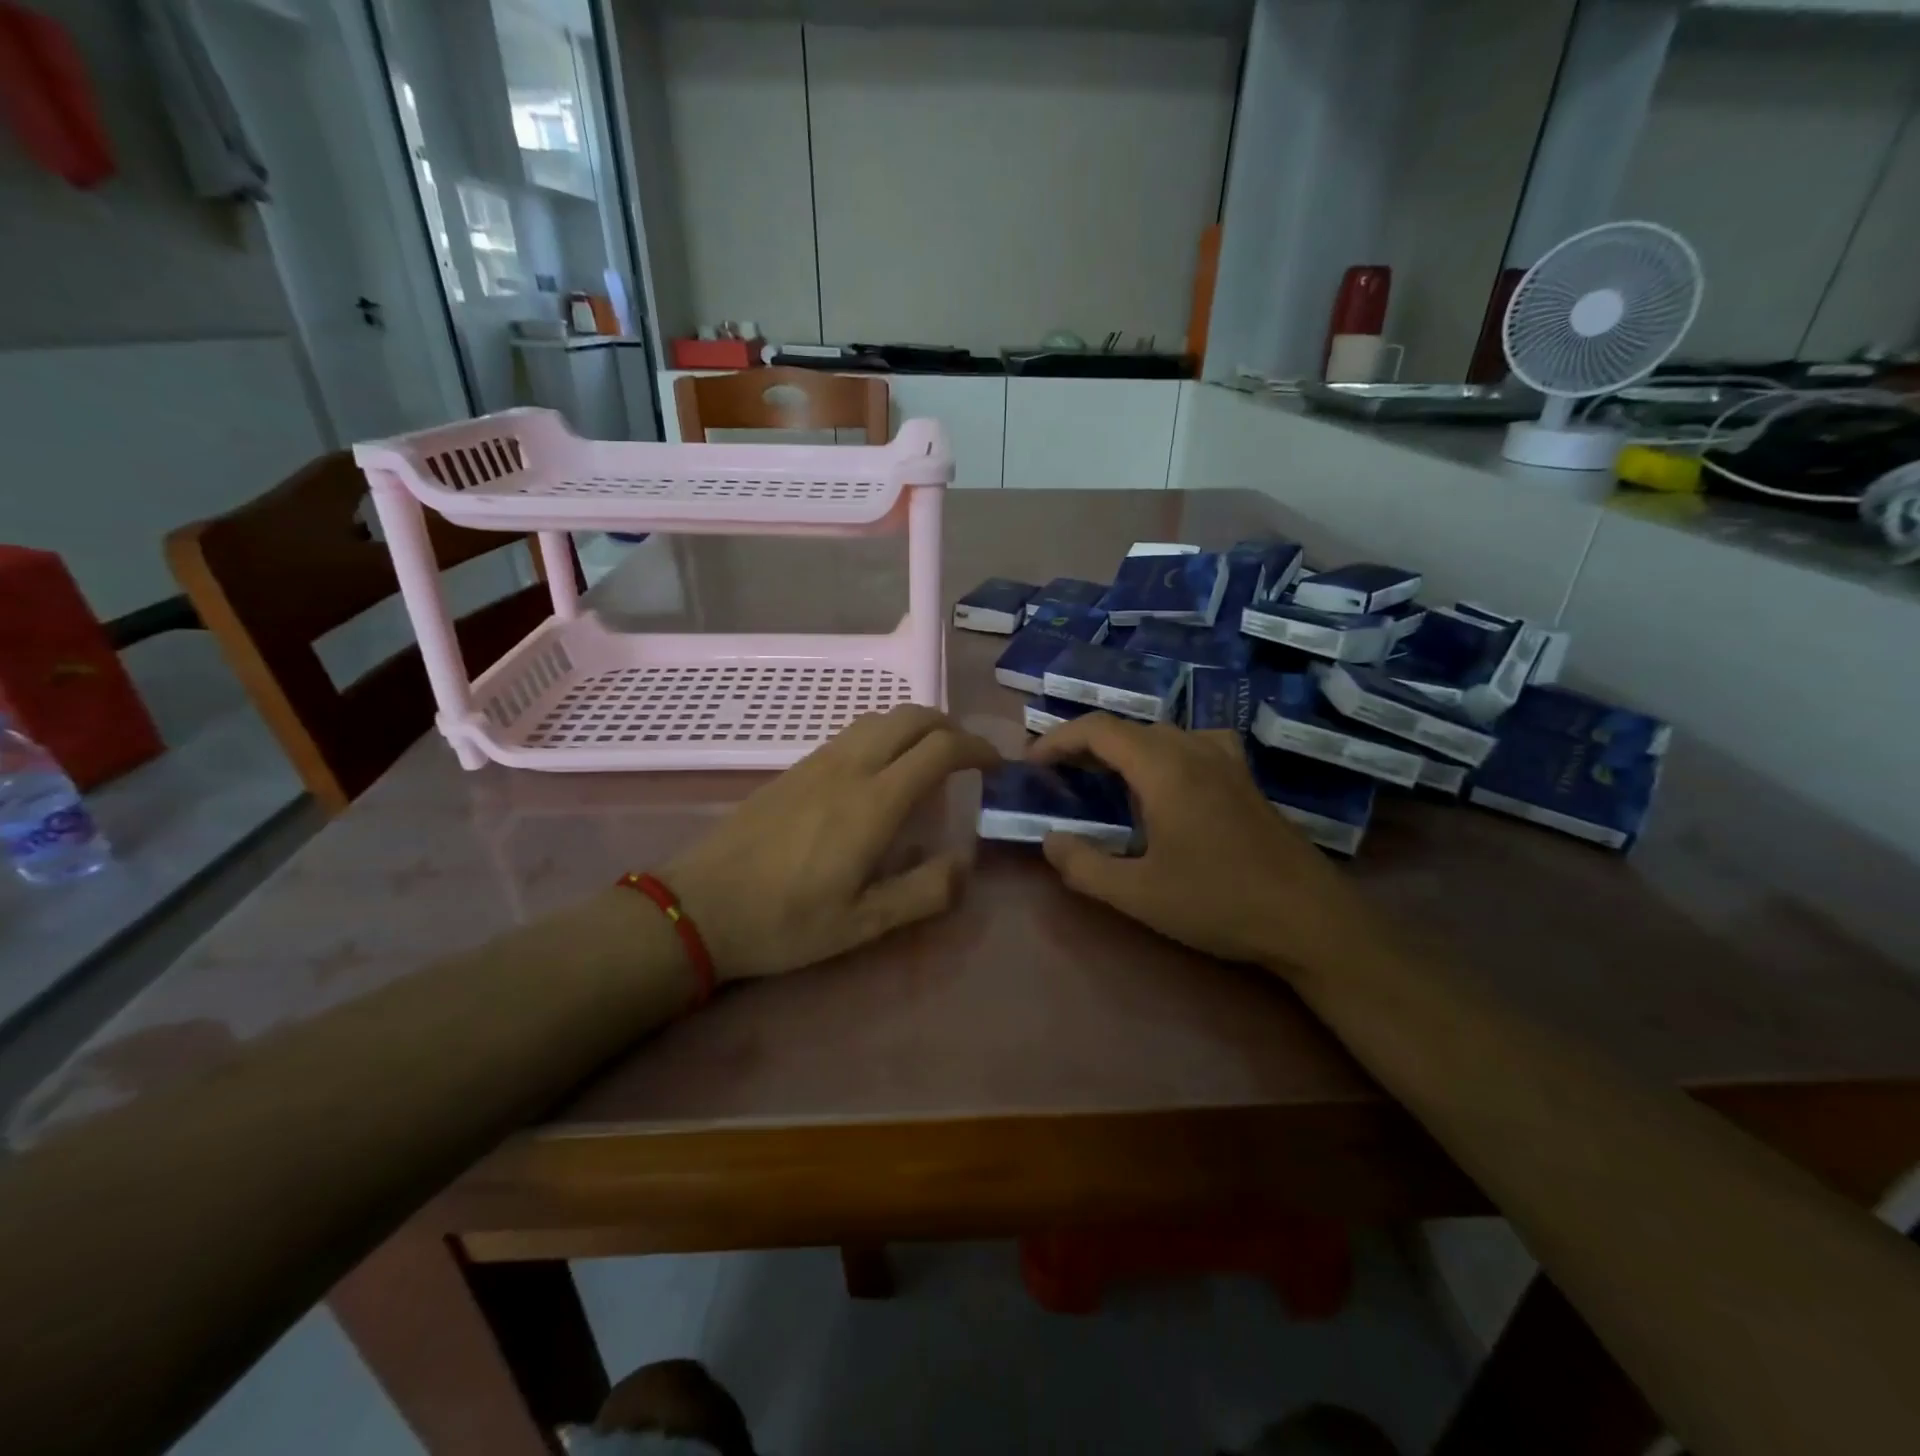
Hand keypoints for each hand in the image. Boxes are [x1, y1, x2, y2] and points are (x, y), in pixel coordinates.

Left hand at [661, 705, 1000, 980]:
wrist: (699, 905)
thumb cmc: (786, 921)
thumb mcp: (864, 925)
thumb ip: (924, 892)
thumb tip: (964, 863)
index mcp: (873, 802)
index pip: (940, 749)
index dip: (977, 749)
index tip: (996, 766)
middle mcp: (849, 767)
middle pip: (911, 716)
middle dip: (950, 726)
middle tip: (968, 757)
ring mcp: (818, 761)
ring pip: (880, 717)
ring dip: (916, 725)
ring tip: (931, 759)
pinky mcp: (795, 767)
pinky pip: (853, 731)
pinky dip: (885, 734)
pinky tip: (882, 771)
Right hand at [1027, 714, 1384, 975]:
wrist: (1309, 919)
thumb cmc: (1218, 902)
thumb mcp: (1138, 894)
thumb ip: (1083, 865)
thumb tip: (1049, 841)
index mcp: (1164, 768)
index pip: (1099, 729)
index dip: (1058, 739)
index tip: (1032, 764)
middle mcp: (1194, 750)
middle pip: (1128, 728)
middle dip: (1085, 745)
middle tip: (1058, 775)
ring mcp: (1226, 761)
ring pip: (1161, 734)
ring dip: (1123, 748)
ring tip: (1101, 777)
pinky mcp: (1245, 778)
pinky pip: (1192, 744)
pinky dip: (1161, 752)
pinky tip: (1166, 781)